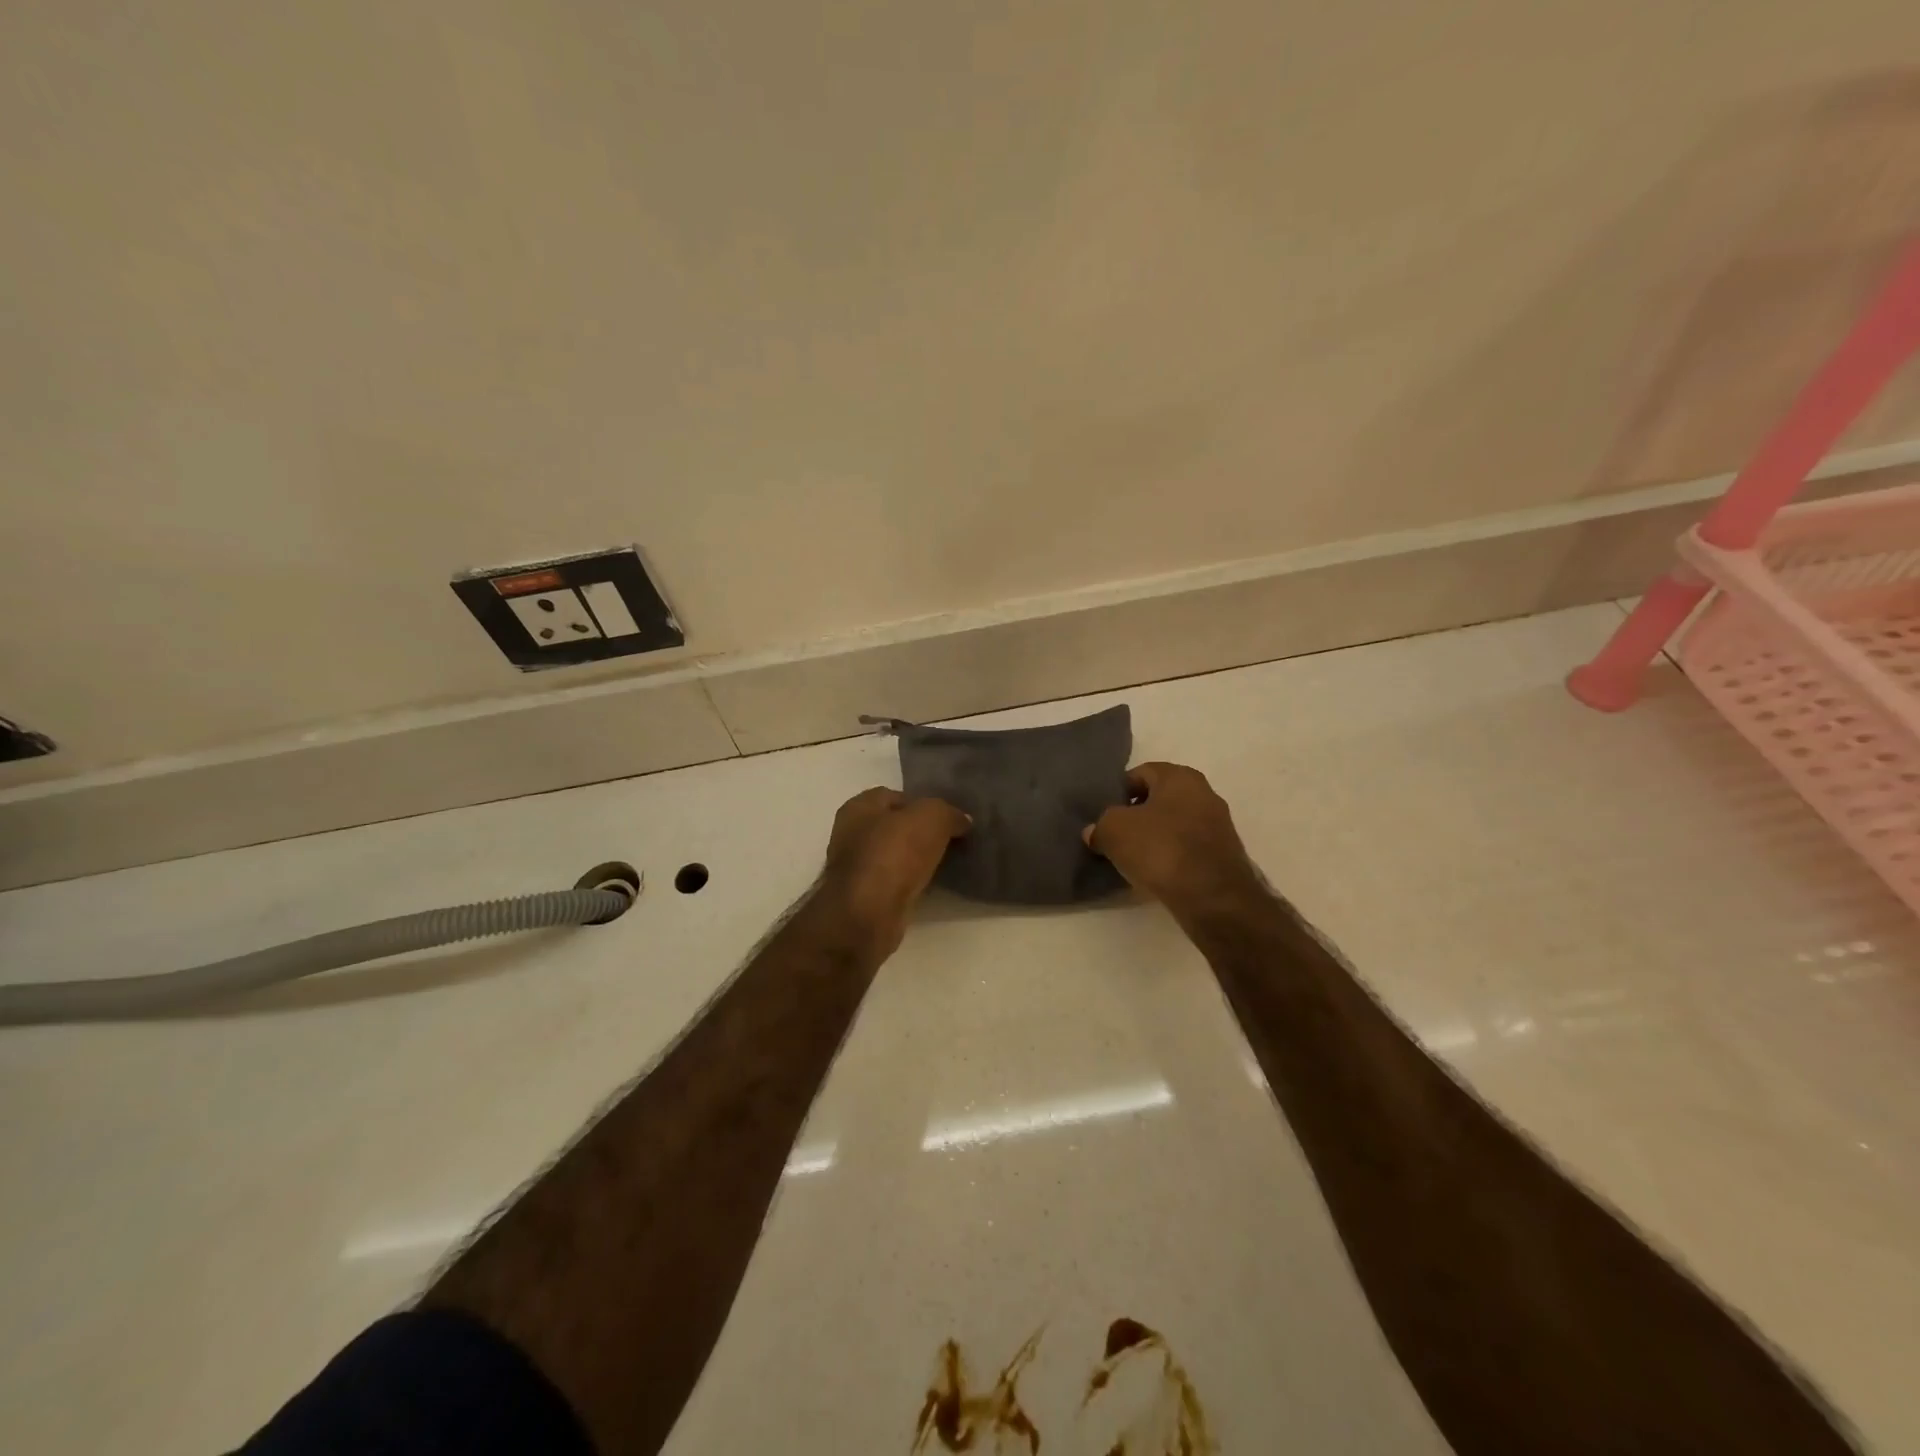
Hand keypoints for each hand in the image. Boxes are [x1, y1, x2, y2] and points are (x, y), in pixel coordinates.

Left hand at [818, 788, 969, 958]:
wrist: (869, 913)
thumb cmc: (894, 853)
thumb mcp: (931, 817)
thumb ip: (948, 813)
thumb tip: (961, 821)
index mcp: (858, 807)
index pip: (895, 796)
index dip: (923, 803)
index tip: (948, 817)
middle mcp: (851, 834)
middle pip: (894, 826)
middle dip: (920, 832)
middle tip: (951, 839)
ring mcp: (855, 868)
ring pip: (894, 856)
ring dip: (916, 859)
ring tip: (946, 862)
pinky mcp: (864, 897)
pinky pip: (894, 881)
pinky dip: (911, 882)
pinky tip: (931, 885)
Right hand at [1083, 762, 1263, 915]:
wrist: (1212, 897)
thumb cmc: (1161, 849)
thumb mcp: (1114, 830)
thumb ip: (1100, 825)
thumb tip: (1094, 832)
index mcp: (1180, 777)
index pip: (1141, 773)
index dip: (1118, 791)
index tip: (1104, 814)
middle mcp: (1205, 793)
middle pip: (1159, 799)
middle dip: (1136, 815)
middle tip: (1115, 835)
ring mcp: (1218, 826)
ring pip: (1174, 825)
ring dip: (1153, 837)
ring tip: (1132, 858)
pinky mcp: (1223, 855)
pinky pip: (1187, 848)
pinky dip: (1170, 856)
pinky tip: (1155, 873)